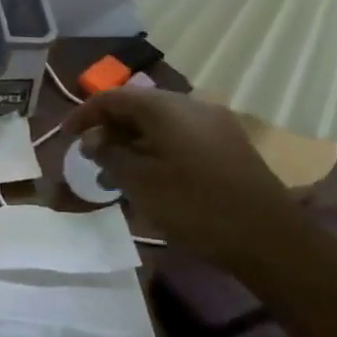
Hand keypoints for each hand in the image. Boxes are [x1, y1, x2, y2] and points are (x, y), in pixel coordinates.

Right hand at [65, 87, 303, 268]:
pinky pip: (180, 135)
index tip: (66, 136)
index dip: (85, 114)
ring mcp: (214, 124)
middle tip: (90, 156)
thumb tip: (92, 140)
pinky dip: (156, 148)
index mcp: (167, 108)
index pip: (113, 97)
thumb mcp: (141, 183)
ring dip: (133, 141)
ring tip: (115, 171)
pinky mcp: (228, 145)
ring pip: (160, 122)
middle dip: (109, 128)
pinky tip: (150, 176)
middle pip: (138, 106)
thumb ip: (110, 155)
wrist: (270, 239)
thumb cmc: (196, 207)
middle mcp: (191, 105)